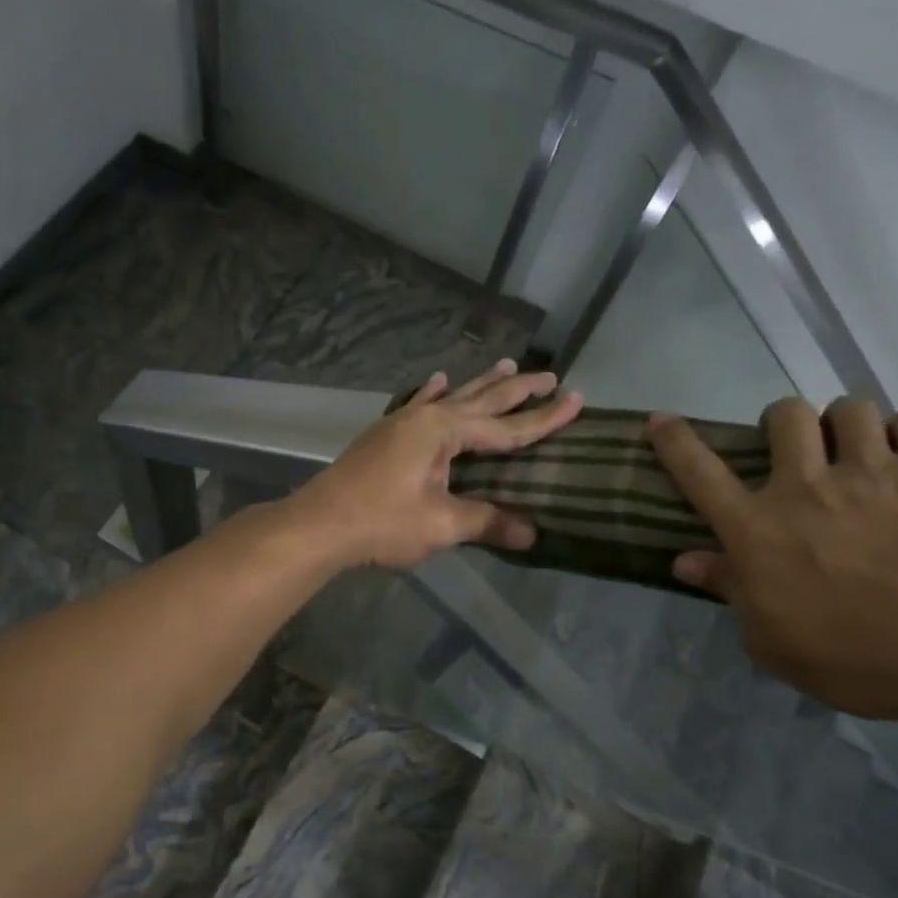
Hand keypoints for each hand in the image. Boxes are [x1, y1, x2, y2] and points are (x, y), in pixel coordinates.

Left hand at [290, 360, 583, 568]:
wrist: (319, 524)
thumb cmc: (382, 522)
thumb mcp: (441, 525)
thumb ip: (487, 521)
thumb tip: (533, 534)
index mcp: (444, 431)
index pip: (506, 427)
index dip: (544, 419)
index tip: (577, 399)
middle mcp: (425, 416)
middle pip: (481, 399)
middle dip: (517, 389)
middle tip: (550, 375)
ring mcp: (401, 422)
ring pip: (451, 397)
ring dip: (480, 383)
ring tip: (506, 364)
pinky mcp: (384, 435)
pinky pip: (418, 403)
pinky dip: (432, 392)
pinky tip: (437, 379)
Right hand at [646, 396, 897, 724]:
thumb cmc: (861, 662)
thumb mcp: (774, 643)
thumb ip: (730, 592)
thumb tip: (686, 561)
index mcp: (758, 530)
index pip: (698, 472)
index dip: (673, 441)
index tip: (660, 420)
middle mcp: (807, 488)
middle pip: (784, 415)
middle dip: (784, 423)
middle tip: (800, 449)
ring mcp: (876, 473)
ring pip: (850, 409)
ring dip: (848, 426)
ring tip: (863, 452)